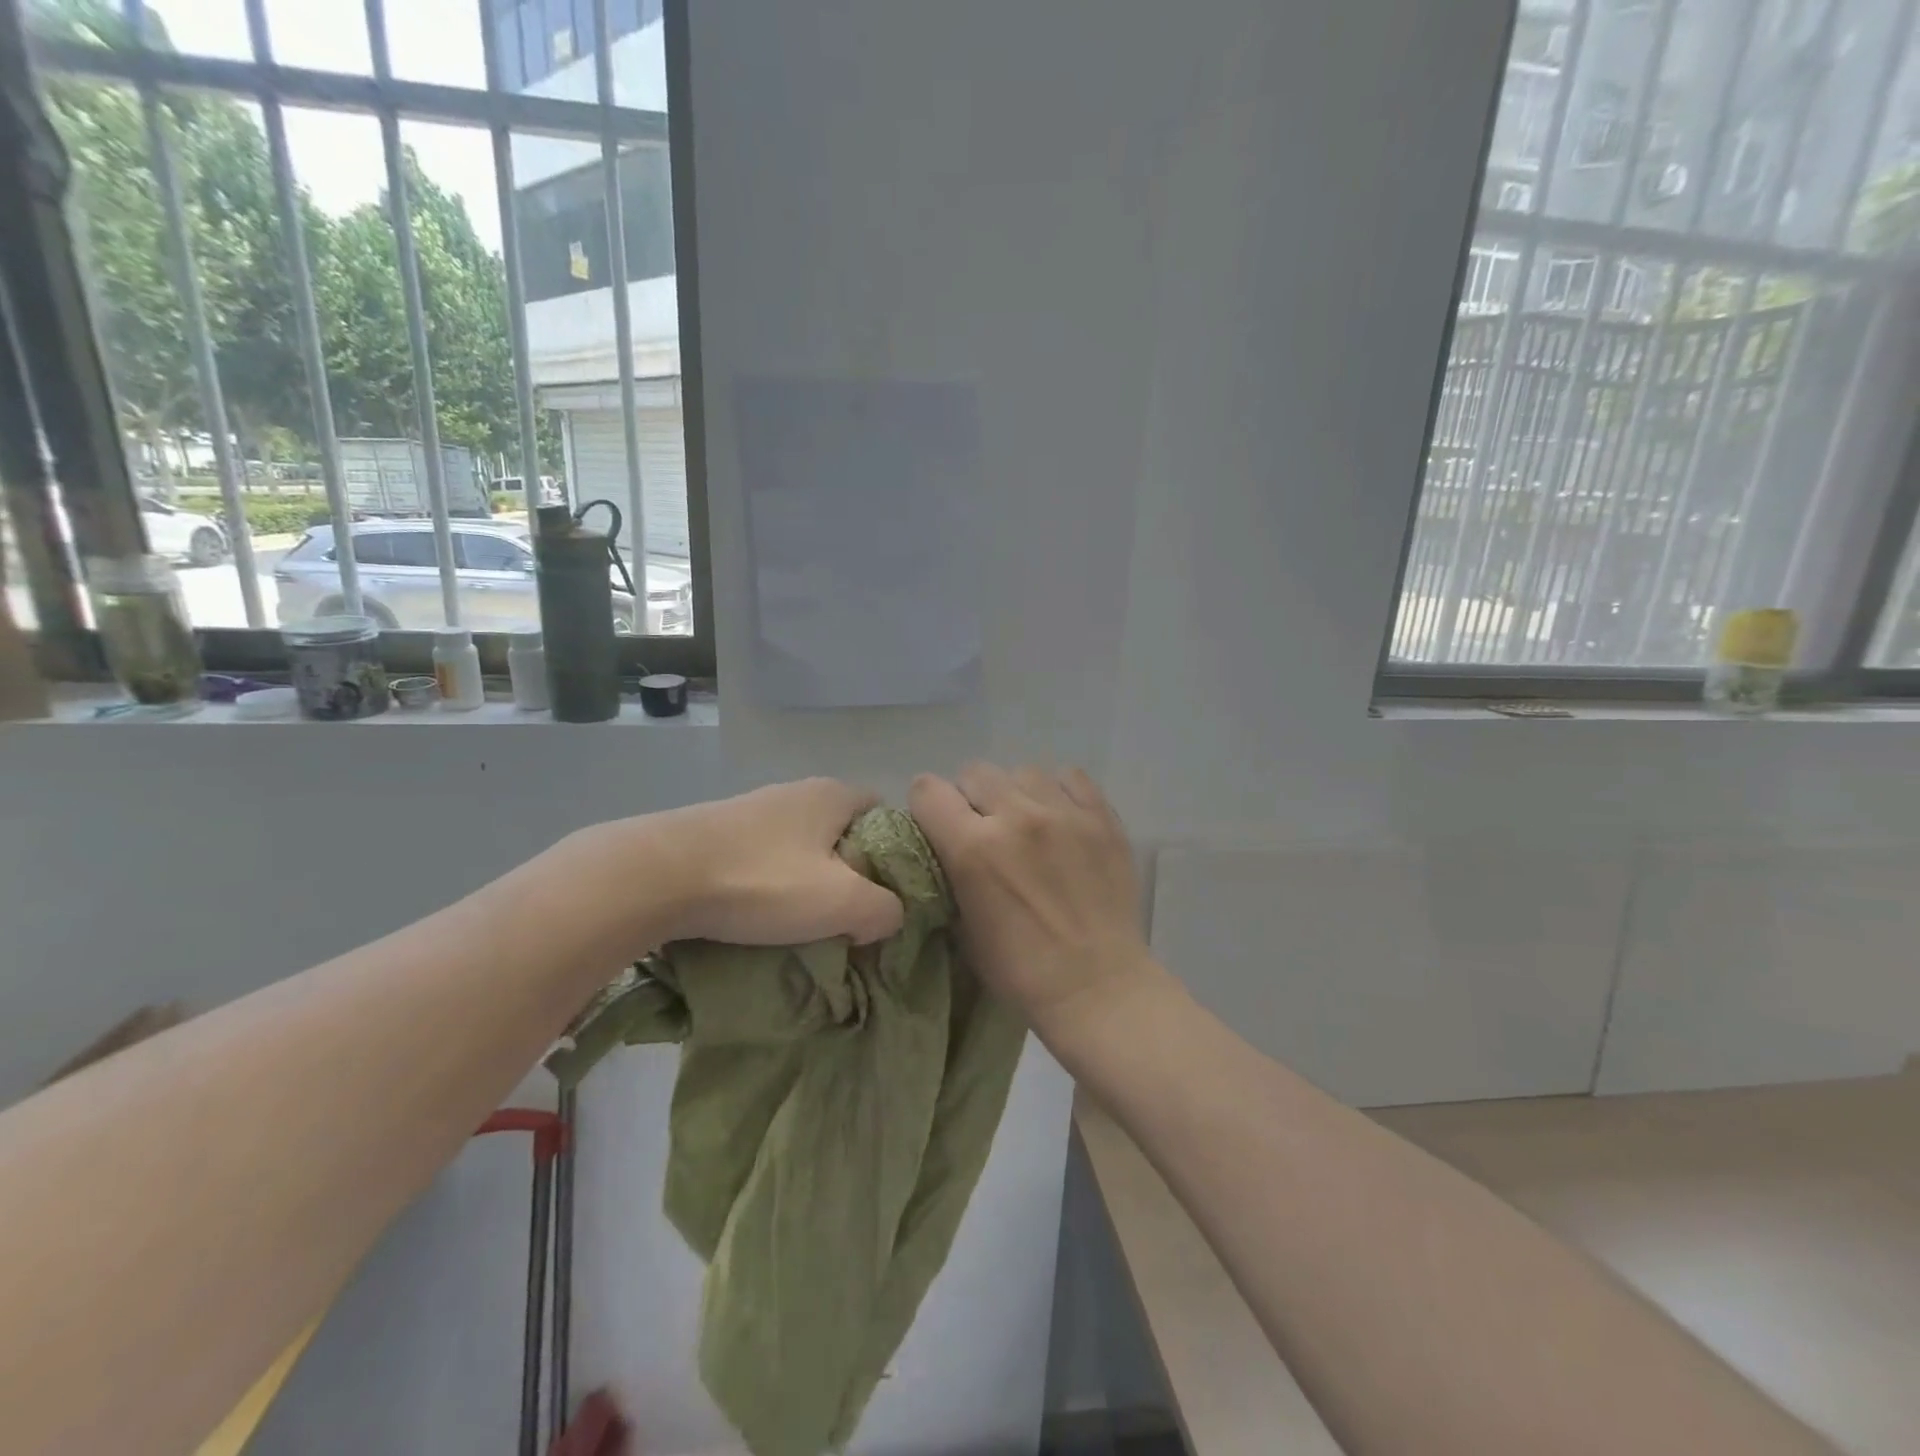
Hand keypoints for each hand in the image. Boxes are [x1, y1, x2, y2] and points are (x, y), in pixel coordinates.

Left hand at [566, 779, 904, 955]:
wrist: (655, 875)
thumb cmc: (761, 880)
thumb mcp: (841, 903)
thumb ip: (883, 909)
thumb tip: (887, 915)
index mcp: (832, 795)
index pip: (883, 813)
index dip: (894, 852)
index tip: (887, 894)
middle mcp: (795, 792)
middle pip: (841, 833)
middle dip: (850, 873)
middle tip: (849, 916)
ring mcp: (752, 810)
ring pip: (800, 847)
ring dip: (808, 882)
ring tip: (802, 923)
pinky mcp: (716, 832)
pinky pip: (763, 857)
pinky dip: (770, 883)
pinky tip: (759, 914)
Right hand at [910, 763, 1153, 1033]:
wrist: (1097, 986)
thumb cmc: (1020, 970)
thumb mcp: (962, 925)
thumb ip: (950, 871)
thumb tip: (946, 843)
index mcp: (973, 848)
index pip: (928, 790)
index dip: (927, 806)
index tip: (937, 825)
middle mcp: (1016, 817)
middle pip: (974, 772)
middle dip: (970, 798)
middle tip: (984, 828)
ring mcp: (1064, 812)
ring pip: (1022, 771)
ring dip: (1015, 794)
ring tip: (1028, 824)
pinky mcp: (1102, 816)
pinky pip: (1070, 777)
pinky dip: (1058, 792)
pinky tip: (1061, 819)